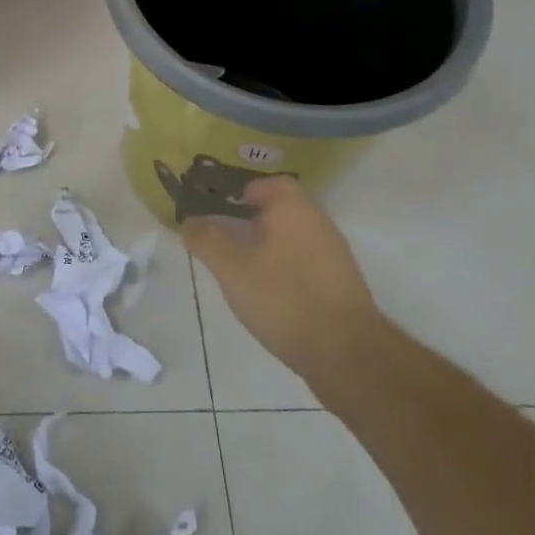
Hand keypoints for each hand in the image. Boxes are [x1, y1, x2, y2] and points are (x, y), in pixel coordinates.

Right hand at [181, 176, 388, 399]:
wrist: (345, 351)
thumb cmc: (282, 296)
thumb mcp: (230, 267)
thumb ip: (205, 239)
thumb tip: (189, 221)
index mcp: (292, 207)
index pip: (267, 184)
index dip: (240, 194)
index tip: (220, 213)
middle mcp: (318, 221)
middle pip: (280, 210)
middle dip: (251, 223)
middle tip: (225, 244)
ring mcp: (334, 253)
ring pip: (293, 238)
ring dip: (269, 248)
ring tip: (243, 273)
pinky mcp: (341, 283)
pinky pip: (306, 263)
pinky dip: (286, 270)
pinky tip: (271, 296)